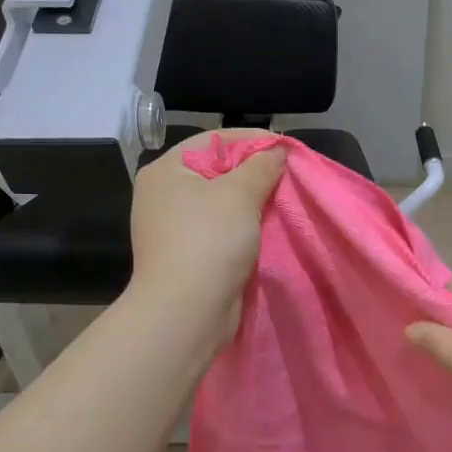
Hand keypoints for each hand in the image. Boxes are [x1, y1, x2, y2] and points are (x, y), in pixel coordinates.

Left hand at [127, 130, 285, 345]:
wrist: (187, 311)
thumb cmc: (210, 240)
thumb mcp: (241, 193)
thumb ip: (262, 166)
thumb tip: (277, 151)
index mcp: (166, 171)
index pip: (213, 140)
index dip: (252, 140)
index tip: (286, 148)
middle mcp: (163, 194)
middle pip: (216, 170)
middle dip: (254, 171)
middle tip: (288, 175)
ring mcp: (172, 227)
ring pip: (220, 201)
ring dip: (251, 200)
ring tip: (283, 200)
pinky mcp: (186, 254)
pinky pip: (219, 228)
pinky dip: (242, 225)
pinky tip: (266, 227)